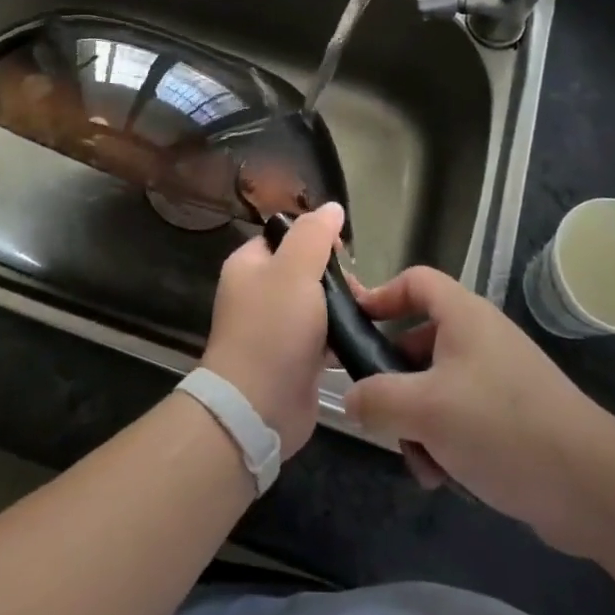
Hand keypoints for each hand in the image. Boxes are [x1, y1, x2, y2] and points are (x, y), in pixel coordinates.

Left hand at [199, 203, 338, 455]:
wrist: (258, 407)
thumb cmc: (273, 329)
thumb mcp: (295, 269)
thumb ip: (314, 235)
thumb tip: (332, 207)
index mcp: (249, 264)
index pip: (285, 235)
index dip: (315, 236)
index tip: (343, 250)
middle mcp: (258, 292)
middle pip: (304, 268)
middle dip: (335, 275)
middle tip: (357, 289)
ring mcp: (275, 327)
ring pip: (317, 303)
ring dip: (342, 306)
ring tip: (364, 313)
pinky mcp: (293, 358)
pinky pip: (322, 336)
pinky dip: (340, 336)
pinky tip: (361, 337)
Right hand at [342, 268, 614, 556]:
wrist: (591, 486)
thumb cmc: (500, 425)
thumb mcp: (425, 409)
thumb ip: (377, 398)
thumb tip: (351, 400)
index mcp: (463, 316)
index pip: (414, 281)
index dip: (381, 295)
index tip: (354, 326)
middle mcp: (480, 338)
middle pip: (418, 341)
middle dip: (395, 381)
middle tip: (378, 410)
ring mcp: (498, 377)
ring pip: (436, 387)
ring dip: (418, 422)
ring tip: (420, 460)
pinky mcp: (511, 416)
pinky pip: (460, 416)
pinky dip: (445, 441)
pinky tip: (444, 477)